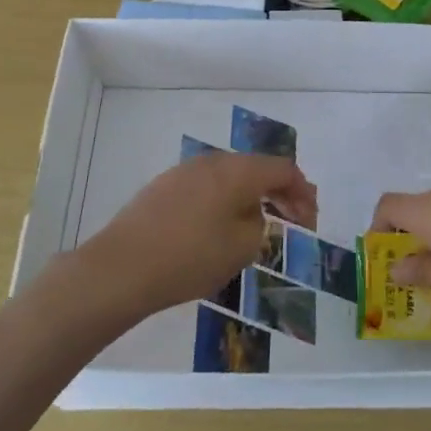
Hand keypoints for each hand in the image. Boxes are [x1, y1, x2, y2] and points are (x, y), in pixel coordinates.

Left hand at [65, 152, 317, 324]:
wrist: (120, 269)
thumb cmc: (190, 257)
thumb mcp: (241, 247)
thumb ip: (259, 224)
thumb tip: (251, 214)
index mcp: (238, 171)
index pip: (283, 169)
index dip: (303, 192)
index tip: (310, 220)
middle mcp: (212, 162)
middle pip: (256, 169)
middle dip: (279, 193)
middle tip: (294, 220)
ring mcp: (184, 172)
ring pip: (230, 178)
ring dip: (250, 197)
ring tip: (258, 224)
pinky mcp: (163, 188)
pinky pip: (207, 188)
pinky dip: (224, 202)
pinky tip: (221, 226)